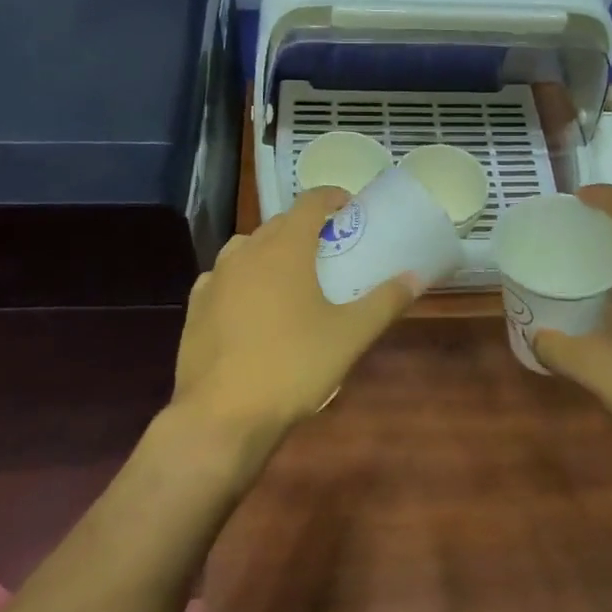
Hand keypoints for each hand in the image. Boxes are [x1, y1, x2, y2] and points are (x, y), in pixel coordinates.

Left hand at [171, 187, 420, 446]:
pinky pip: (223, 276)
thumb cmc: (293, 367)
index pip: (310, 202)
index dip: (331, 196)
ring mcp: (216, 278)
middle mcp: (247, 252)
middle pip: (279, 223)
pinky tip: (250, 302)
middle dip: (304, 227)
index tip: (349, 206)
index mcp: (285, 248)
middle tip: (328, 248)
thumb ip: (385, 302)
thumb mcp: (350, 336)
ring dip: (270, 249)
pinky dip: (241, 276)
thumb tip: (415, 277)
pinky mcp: (196, 306)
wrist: (221, 415)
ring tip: (289, 274)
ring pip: (247, 247)